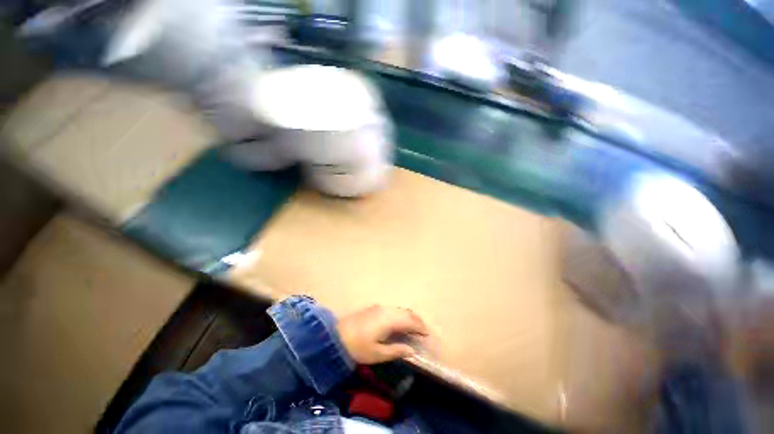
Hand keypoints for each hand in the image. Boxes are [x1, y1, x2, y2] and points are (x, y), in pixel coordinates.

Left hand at [337, 305, 428, 363]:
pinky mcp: (375, 308)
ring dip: (409, 316)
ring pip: (400, 309)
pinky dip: (401, 314)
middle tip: (423, 331)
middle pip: (406, 312)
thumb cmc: (358, 347)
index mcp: (389, 320)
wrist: (336, 335)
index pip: (410, 321)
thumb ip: (396, 351)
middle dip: (416, 320)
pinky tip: (399, 322)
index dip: (420, 327)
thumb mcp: (377, 354)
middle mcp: (387, 310)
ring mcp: (380, 307)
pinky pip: (393, 309)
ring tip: (413, 327)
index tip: (427, 335)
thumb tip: (412, 351)